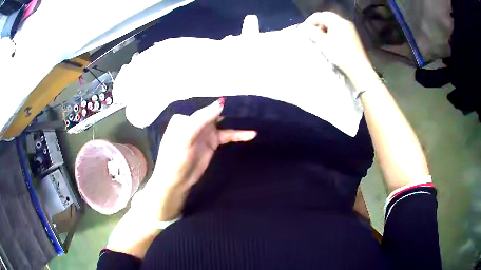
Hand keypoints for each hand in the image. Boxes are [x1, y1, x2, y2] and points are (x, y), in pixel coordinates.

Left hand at [133, 98, 256, 220]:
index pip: (204, 107)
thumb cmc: (175, 158)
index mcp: (185, 117)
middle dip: (230, 109)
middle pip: (215, 113)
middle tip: (249, 104)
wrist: (177, 181)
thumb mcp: (185, 137)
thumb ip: (201, 120)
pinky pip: (227, 135)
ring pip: (223, 123)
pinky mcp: (212, 142)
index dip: (220, 103)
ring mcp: (205, 132)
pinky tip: (251, 134)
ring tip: (253, 116)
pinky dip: (239, 135)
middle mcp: (196, 122)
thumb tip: (220, 103)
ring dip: (236, 121)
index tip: (238, 99)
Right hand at [301, 12, 372, 77]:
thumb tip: (305, 27)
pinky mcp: (354, 36)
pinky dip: (333, 32)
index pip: (319, 15)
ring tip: (321, 38)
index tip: (304, 30)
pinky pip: (340, 29)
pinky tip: (331, 41)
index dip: (309, 21)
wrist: (358, 67)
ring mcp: (350, 28)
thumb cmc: (339, 54)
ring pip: (334, 23)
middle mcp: (344, 21)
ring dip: (325, 28)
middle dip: (318, 23)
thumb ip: (312, 32)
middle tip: (312, 33)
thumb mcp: (323, 42)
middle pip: (327, 17)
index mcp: (336, 21)